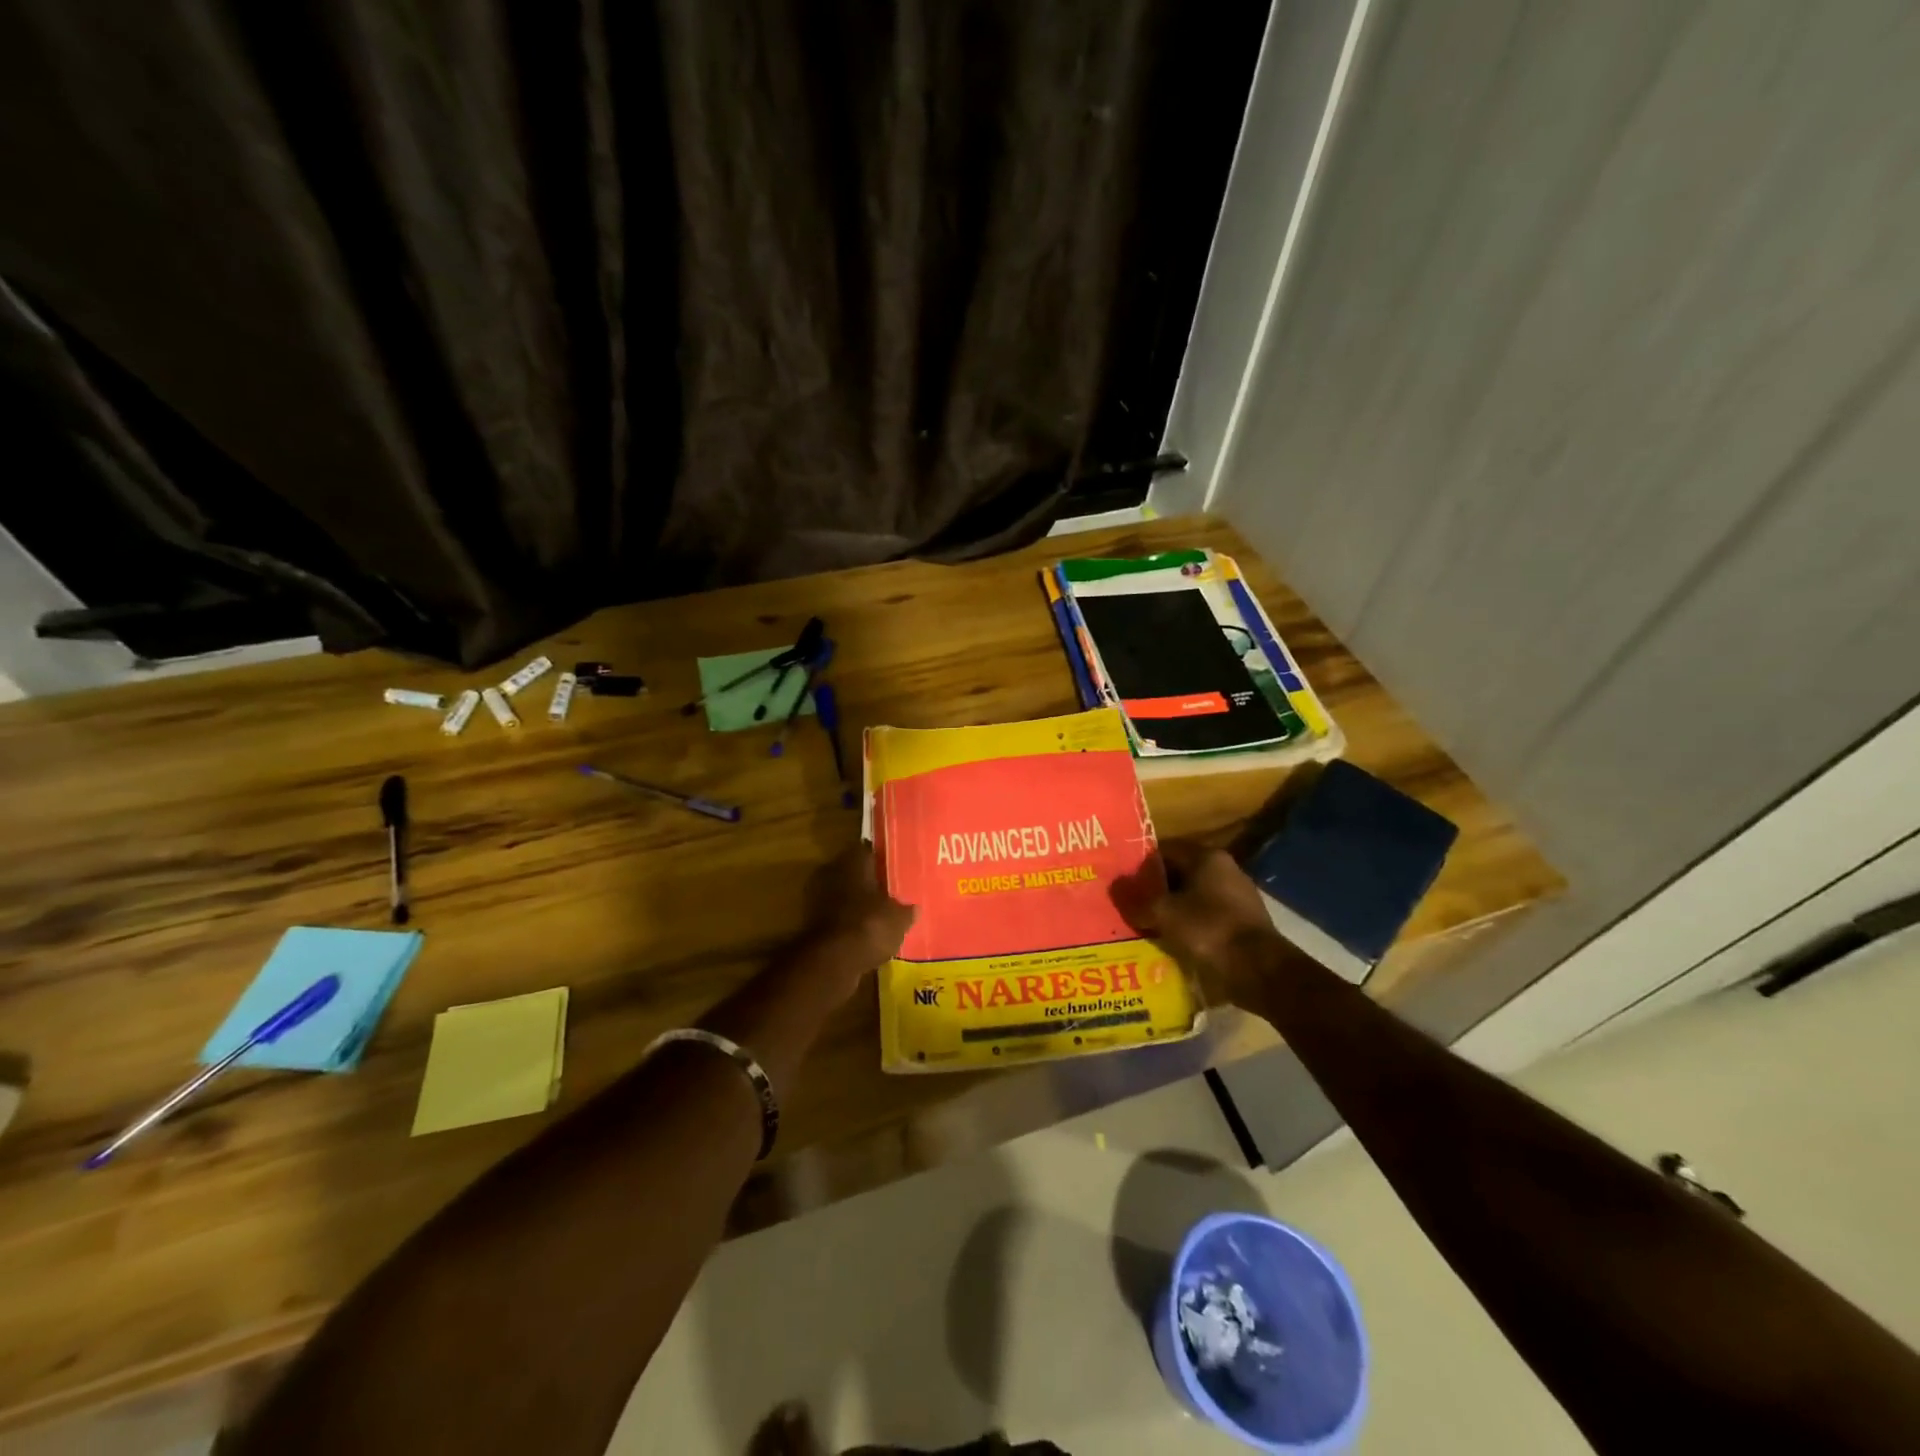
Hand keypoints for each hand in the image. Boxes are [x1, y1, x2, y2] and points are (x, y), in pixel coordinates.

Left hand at [801, 844, 915, 988]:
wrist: (831, 962)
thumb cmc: (870, 926)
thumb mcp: (899, 918)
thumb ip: (906, 910)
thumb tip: (913, 908)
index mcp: (853, 860)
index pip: (869, 850)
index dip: (882, 860)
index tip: (895, 869)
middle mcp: (832, 871)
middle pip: (854, 873)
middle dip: (869, 883)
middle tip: (890, 894)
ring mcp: (817, 897)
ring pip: (843, 895)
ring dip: (857, 905)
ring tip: (879, 917)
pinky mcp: (811, 923)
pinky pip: (836, 917)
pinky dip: (847, 924)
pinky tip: (864, 935)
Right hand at [1110, 838, 1274, 1007]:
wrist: (1260, 971)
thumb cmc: (1209, 931)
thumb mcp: (1164, 914)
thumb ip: (1137, 900)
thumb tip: (1114, 886)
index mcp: (1207, 857)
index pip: (1164, 851)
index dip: (1140, 867)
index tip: (1122, 884)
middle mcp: (1225, 869)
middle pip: (1178, 874)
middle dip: (1155, 891)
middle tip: (1130, 906)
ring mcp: (1237, 897)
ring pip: (1192, 897)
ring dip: (1171, 910)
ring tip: (1146, 927)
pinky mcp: (1243, 923)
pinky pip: (1206, 917)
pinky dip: (1189, 926)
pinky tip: (1173, 942)